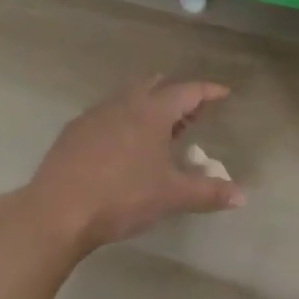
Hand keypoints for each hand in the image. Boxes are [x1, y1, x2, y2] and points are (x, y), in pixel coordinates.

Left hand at [24, 77, 242, 251]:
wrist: (56, 212)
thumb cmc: (122, 197)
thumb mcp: (171, 196)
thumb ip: (208, 193)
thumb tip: (241, 196)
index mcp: (151, 113)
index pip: (187, 92)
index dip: (208, 92)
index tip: (223, 93)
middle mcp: (123, 105)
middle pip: (155, 86)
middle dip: (176, 95)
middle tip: (192, 113)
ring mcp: (94, 116)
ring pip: (128, 98)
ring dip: (148, 106)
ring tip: (160, 130)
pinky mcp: (73, 133)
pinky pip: (106, 115)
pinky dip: (124, 121)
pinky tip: (123, 146)